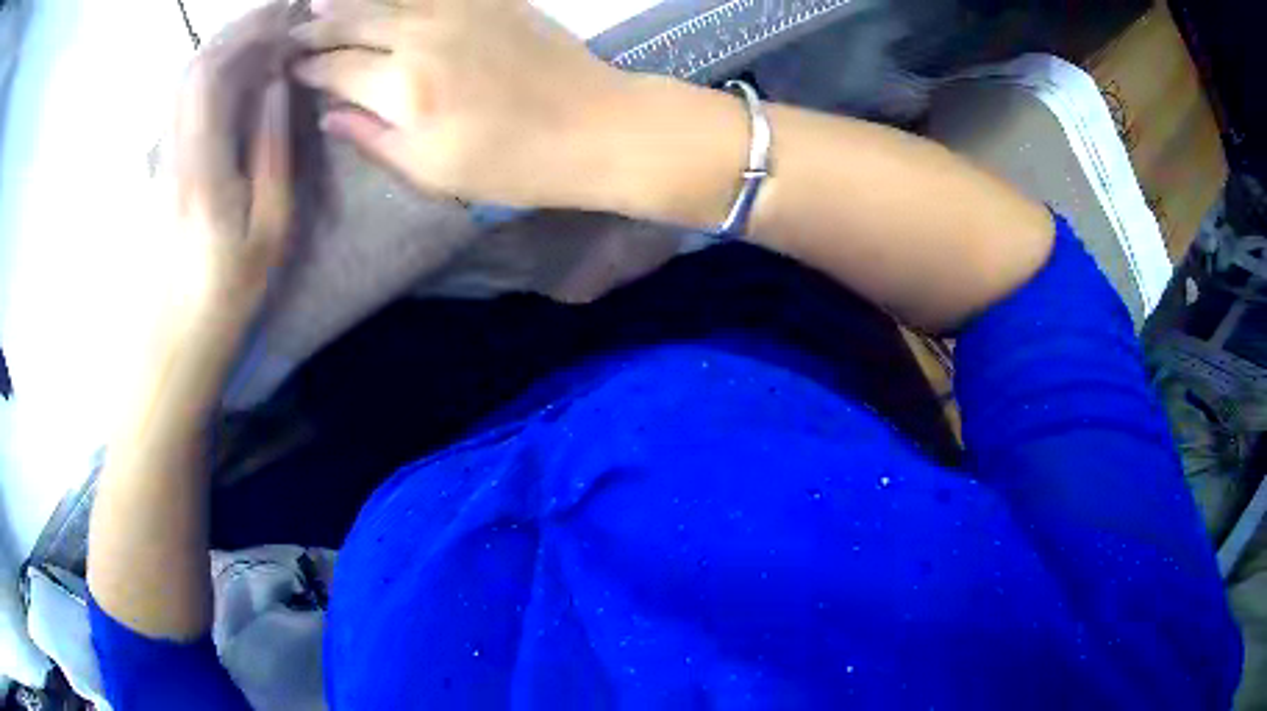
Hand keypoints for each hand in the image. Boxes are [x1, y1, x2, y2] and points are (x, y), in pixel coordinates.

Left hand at [164, 1, 294, 358]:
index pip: (210, 72)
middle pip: (193, 66)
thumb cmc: (226, 295)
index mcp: (200, 168)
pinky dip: (209, 74)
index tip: (289, 17)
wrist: (171, 338)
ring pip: (183, 80)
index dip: (248, 31)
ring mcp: (159, 158)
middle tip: (282, 20)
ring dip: (223, 48)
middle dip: (238, 30)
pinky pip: (180, 103)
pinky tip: (235, 77)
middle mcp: (170, 153)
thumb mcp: (269, 232)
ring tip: (264, 41)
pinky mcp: (158, 166)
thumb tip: (276, 86)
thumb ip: (273, 152)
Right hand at [291, 0, 633, 208]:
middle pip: (355, 22)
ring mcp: (461, 10)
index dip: (310, 68)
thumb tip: (328, 115)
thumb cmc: (512, 164)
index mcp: (403, 88)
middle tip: (294, 31)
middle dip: (319, 27)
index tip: (292, 69)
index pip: (337, 69)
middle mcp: (423, 37)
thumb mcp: (431, 171)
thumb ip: (372, 139)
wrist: (594, 128)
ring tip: (320, 0)